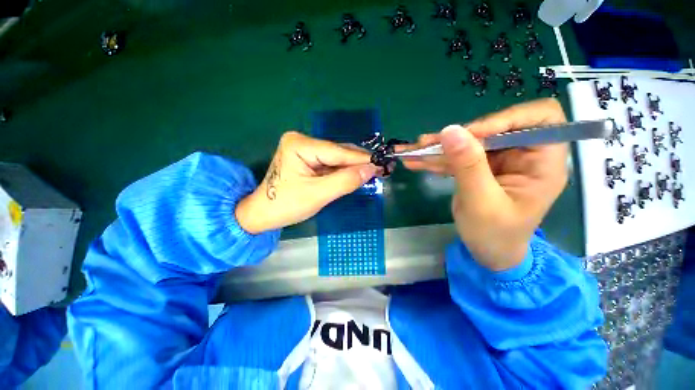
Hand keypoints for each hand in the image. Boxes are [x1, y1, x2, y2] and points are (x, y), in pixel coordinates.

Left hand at [235, 131, 379, 233]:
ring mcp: (305, 149)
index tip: (384, 164)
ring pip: (337, 158)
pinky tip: (357, 175)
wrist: (263, 214)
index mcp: (300, 145)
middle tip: (383, 169)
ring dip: (354, 167)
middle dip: (360, 163)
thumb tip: (372, 169)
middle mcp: (303, 141)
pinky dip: (344, 171)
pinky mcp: (308, 158)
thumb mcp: (318, 195)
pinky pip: (331, 164)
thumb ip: (345, 181)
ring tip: (375, 172)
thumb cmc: (286, 205)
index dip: (362, 159)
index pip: (338, 152)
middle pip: (339, 152)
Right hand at [398, 99, 567, 270]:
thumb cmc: (495, 235)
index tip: (471, 134)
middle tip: (427, 143)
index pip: (539, 117)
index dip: (506, 118)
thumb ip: (468, 166)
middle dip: (458, 136)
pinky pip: (457, 157)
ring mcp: (499, 161)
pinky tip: (415, 162)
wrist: (488, 253)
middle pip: (493, 128)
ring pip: (469, 142)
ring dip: (440, 147)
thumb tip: (450, 130)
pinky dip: (436, 159)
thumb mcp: (481, 202)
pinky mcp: (479, 168)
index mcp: (543, 162)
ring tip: (413, 152)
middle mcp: (523, 155)